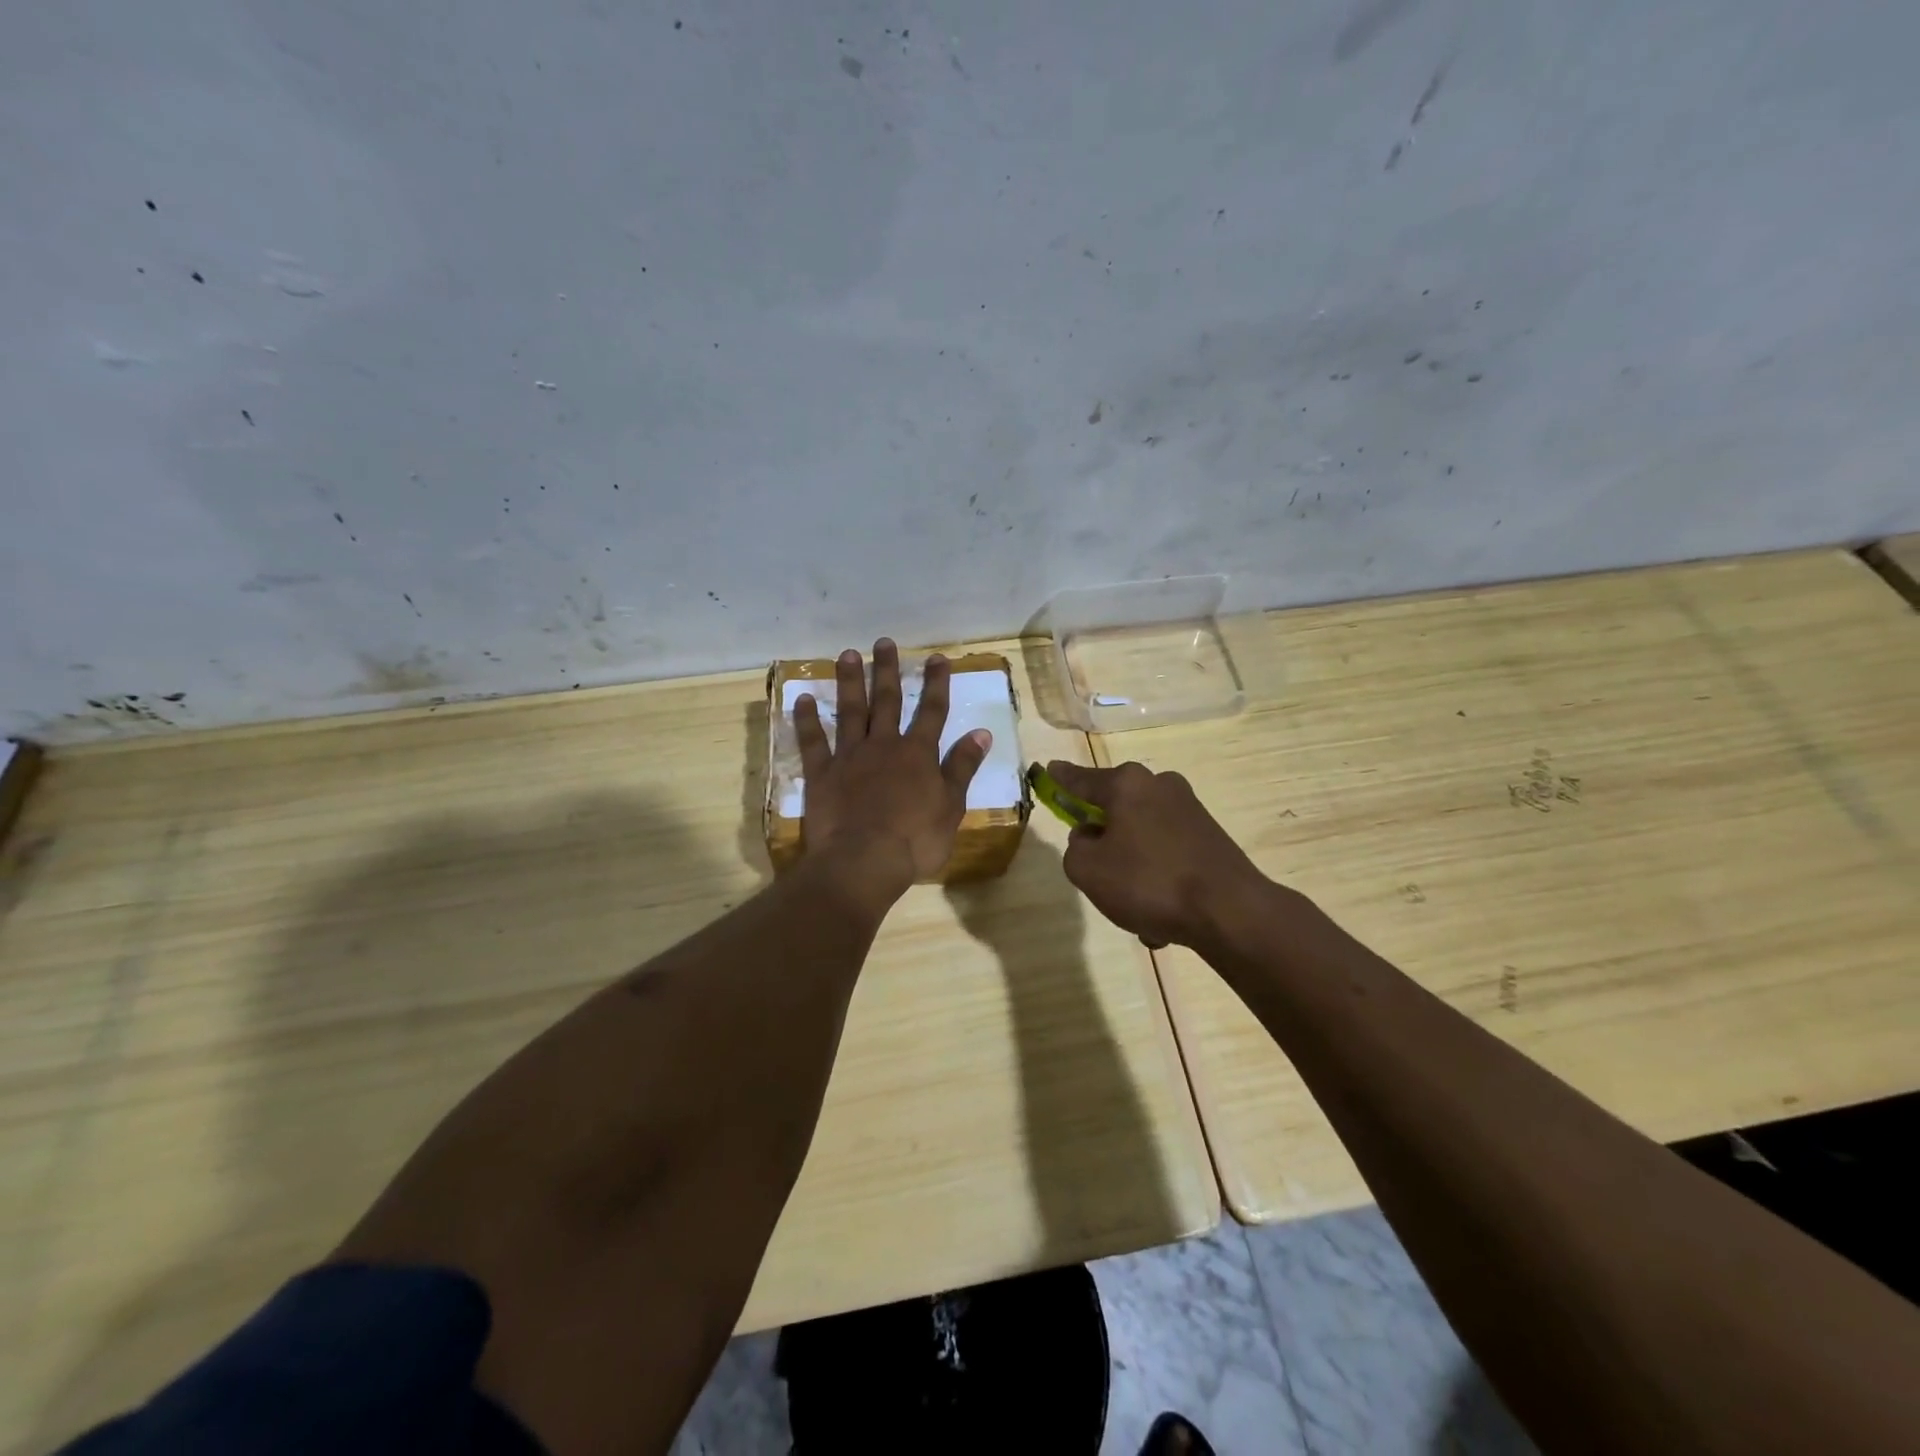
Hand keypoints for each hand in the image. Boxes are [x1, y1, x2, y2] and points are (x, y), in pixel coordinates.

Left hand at [794, 639, 991, 896]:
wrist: (864, 860)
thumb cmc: (915, 840)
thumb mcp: (951, 805)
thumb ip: (962, 767)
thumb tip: (982, 732)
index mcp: (918, 754)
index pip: (932, 711)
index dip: (936, 683)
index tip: (937, 658)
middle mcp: (884, 745)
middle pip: (887, 701)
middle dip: (888, 671)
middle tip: (884, 642)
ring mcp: (850, 757)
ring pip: (850, 711)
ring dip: (849, 682)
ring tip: (848, 654)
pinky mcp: (822, 773)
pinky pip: (812, 741)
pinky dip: (807, 720)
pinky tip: (802, 698)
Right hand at [1048, 760, 1269, 948]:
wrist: (1230, 912)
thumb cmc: (1148, 882)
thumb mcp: (1087, 870)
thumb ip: (1075, 847)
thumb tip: (1090, 837)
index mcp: (1126, 784)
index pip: (1081, 779)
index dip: (1061, 779)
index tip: (1049, 769)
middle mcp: (1159, 786)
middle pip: (1115, 808)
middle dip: (1104, 840)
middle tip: (1099, 875)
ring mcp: (1189, 809)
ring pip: (1142, 837)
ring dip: (1133, 868)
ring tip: (1137, 911)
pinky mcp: (1210, 836)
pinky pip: (1167, 855)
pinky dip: (1159, 879)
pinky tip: (1163, 917)